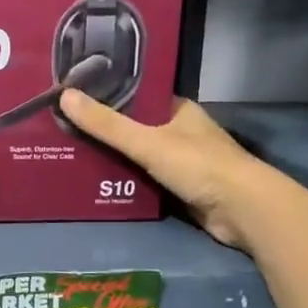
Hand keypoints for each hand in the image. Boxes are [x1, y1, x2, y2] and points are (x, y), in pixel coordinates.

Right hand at [58, 91, 268, 247]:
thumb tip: (64, 96)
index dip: (108, 96)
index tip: (75, 98)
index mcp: (178, 110)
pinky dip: (125, 181)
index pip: (137, 95)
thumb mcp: (147, 142)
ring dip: (113, 158)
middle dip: (105, 130)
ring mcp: (183, 162)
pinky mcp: (182, 189)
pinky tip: (97, 183)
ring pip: (139, 155)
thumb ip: (107, 125)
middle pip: (135, 127)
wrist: (244, 211)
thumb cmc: (199, 166)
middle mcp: (181, 131)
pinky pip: (145, 180)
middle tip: (65, 129)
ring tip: (72, 154)